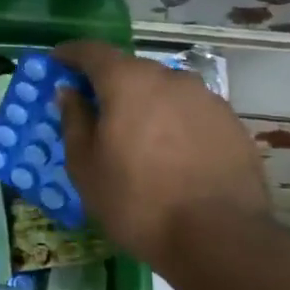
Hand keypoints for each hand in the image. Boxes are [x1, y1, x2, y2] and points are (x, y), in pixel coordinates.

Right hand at [55, 40, 270, 271]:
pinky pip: (190, 112)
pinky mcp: (232, 124)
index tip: (57, 62)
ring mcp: (207, 99)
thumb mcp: (85, 165)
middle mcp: (170, 79)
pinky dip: (173, 123)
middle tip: (94, 109)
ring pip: (164, 91)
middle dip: (108, 83)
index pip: (93, 51)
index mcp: (128, 82)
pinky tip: (169, 154)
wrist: (219, 239)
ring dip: (144, 104)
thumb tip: (69, 92)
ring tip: (134, 136)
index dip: (71, 54)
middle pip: (131, 70)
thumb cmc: (136, 201)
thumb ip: (74, 120)